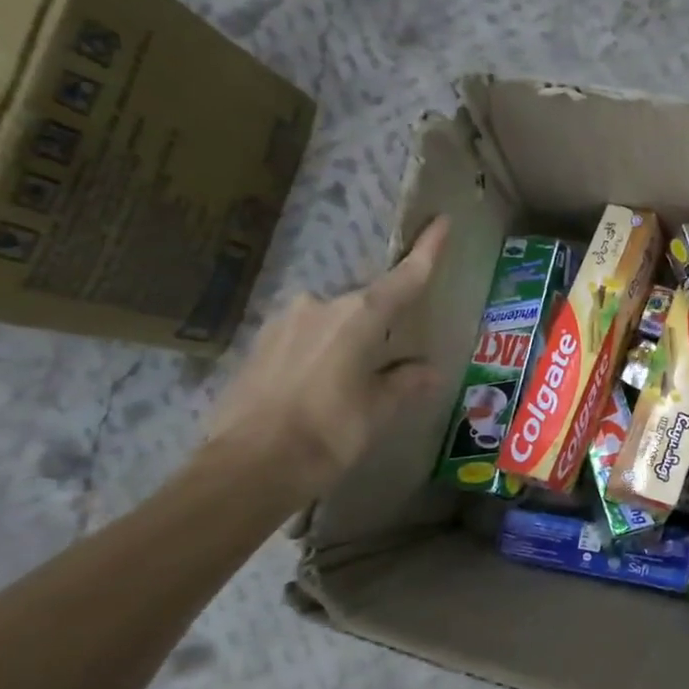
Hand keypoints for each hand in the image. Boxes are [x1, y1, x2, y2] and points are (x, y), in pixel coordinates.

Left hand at [202, 217, 450, 502]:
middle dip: (380, 327)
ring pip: (332, 323)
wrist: (246, 468)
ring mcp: (282, 322)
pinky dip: (321, 354)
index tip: (442, 220)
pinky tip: (320, 388)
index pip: (404, 278)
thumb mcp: (378, 411)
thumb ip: (404, 383)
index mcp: (357, 316)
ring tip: (352, 384)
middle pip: (365, 305)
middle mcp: (319, 306)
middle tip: (391, 361)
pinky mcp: (258, 344)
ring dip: (348, 343)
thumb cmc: (327, 434)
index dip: (427, 251)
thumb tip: (426, 369)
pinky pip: (304, 338)